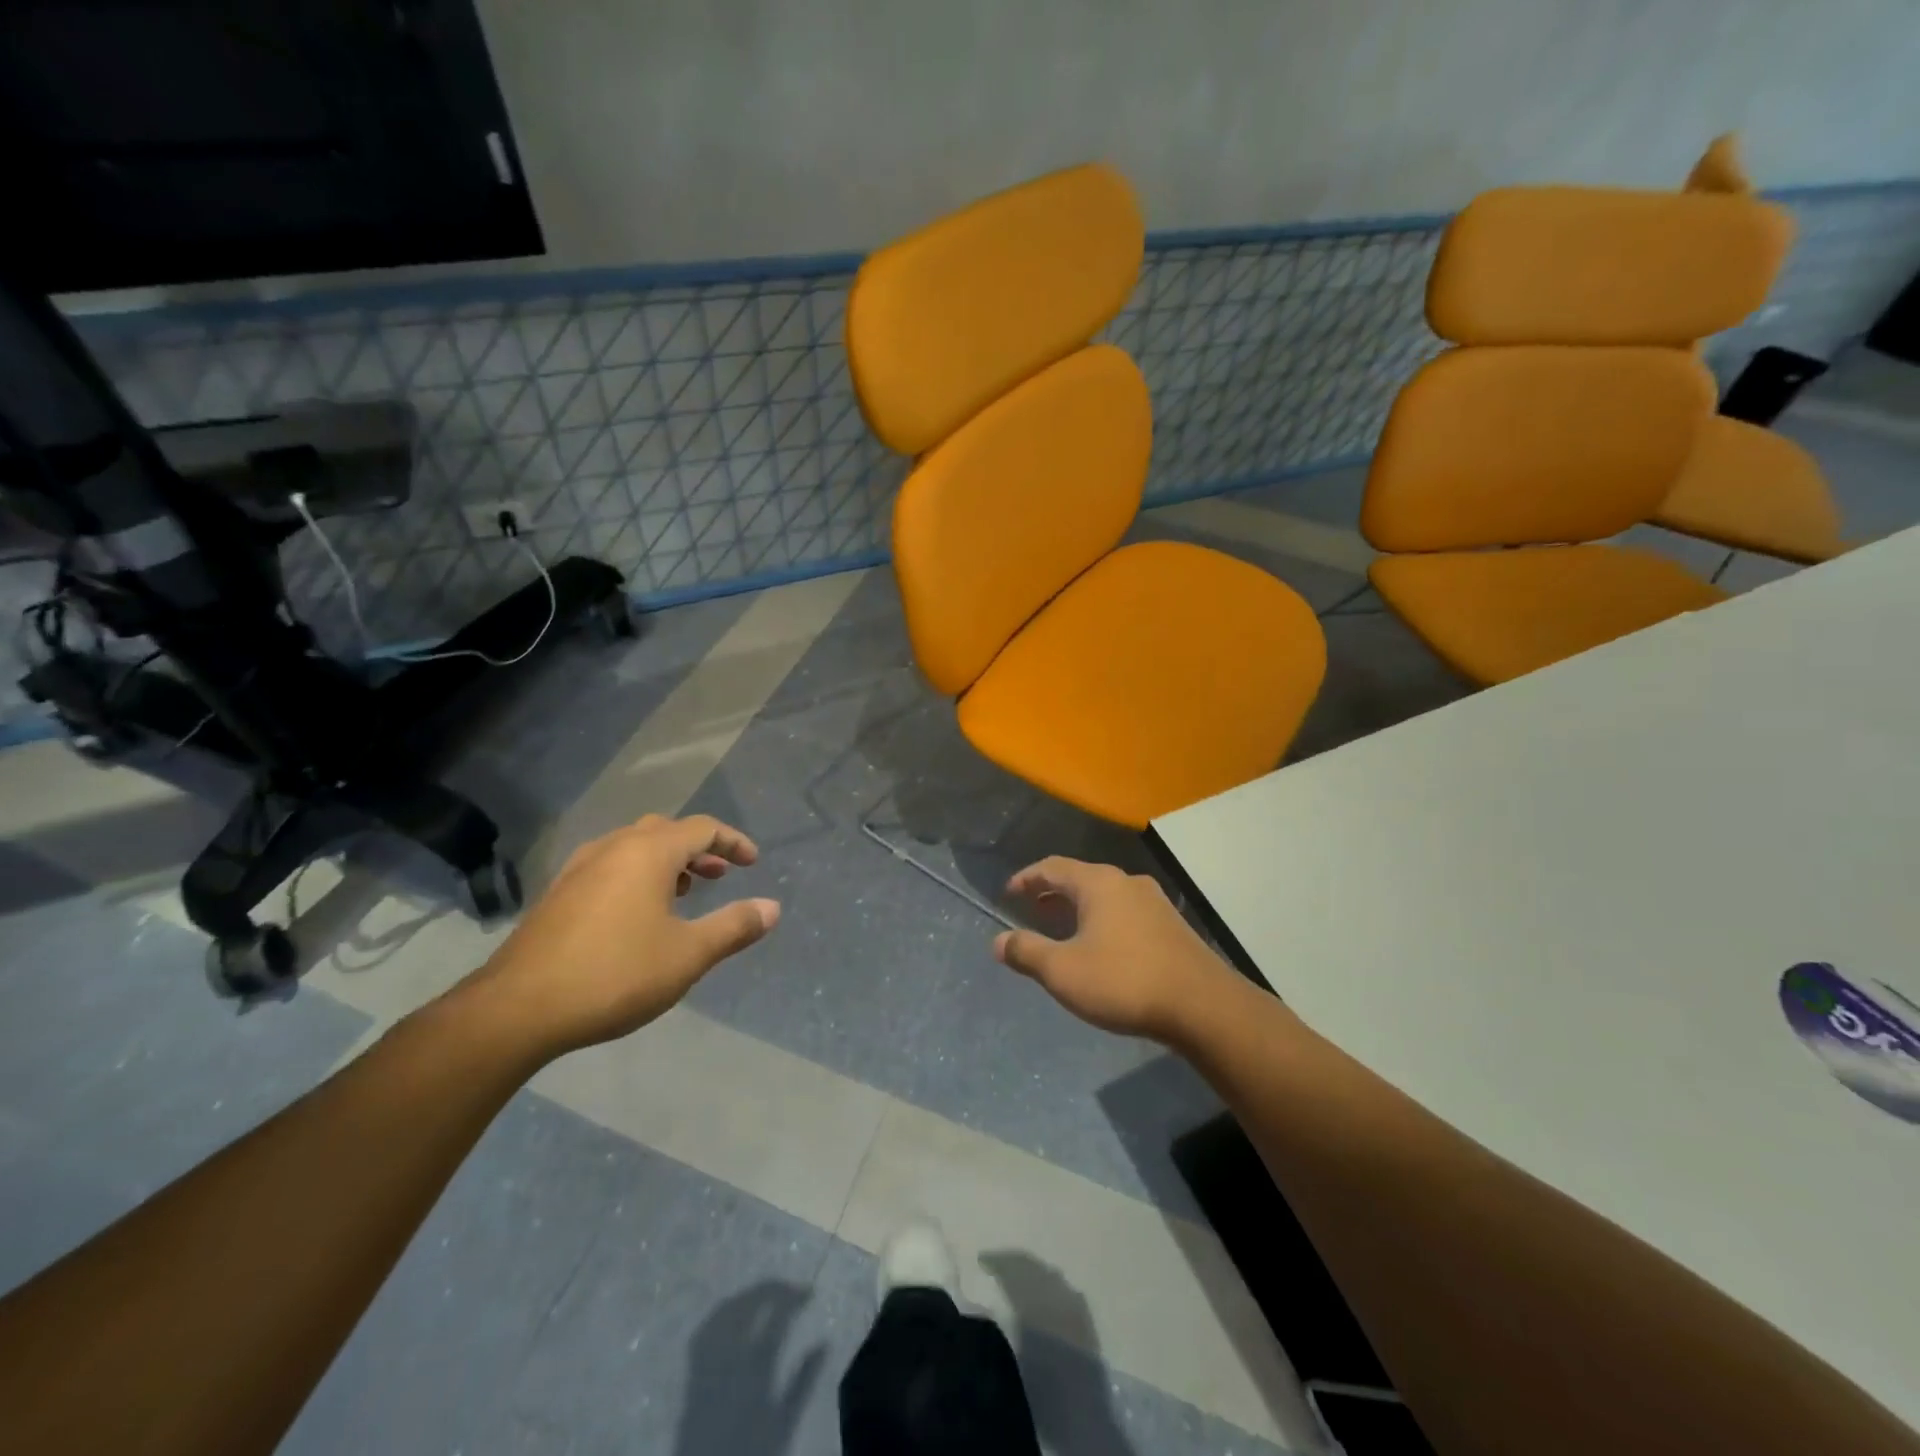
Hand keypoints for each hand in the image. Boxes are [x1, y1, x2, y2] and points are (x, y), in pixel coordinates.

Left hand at [460, 814, 779, 1058]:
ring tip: (682, 892)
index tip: (752, 861)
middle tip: (719, 876)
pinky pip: (609, 866)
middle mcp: (613, 848)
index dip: (732, 842)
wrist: (517, 1009)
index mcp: (648, 852)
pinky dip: (636, 874)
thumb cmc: (615, 975)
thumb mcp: (688, 955)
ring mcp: (579, 869)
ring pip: (633, 847)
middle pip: (665, 831)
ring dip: (665, 861)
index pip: (702, 828)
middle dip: (698, 849)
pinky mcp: (557, 894)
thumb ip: (734, 927)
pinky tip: (636, 914)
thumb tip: (772, 907)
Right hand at [994, 857, 1239, 1043]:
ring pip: (1105, 895)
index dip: (1026, 878)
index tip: (1008, 893)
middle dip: (1052, 892)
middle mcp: (1127, 882)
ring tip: (1062, 928)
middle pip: (1080, 877)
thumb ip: (1027, 952)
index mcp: (1098, 883)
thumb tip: (998, 941)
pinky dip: (1102, 919)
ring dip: (1078, 906)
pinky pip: (1125, 911)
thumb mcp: (1063, 971)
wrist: (1202, 1006)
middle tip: (1031, 909)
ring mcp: (1154, 902)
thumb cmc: (1124, 981)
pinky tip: (1101, 946)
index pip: (1052, 867)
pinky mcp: (1171, 925)